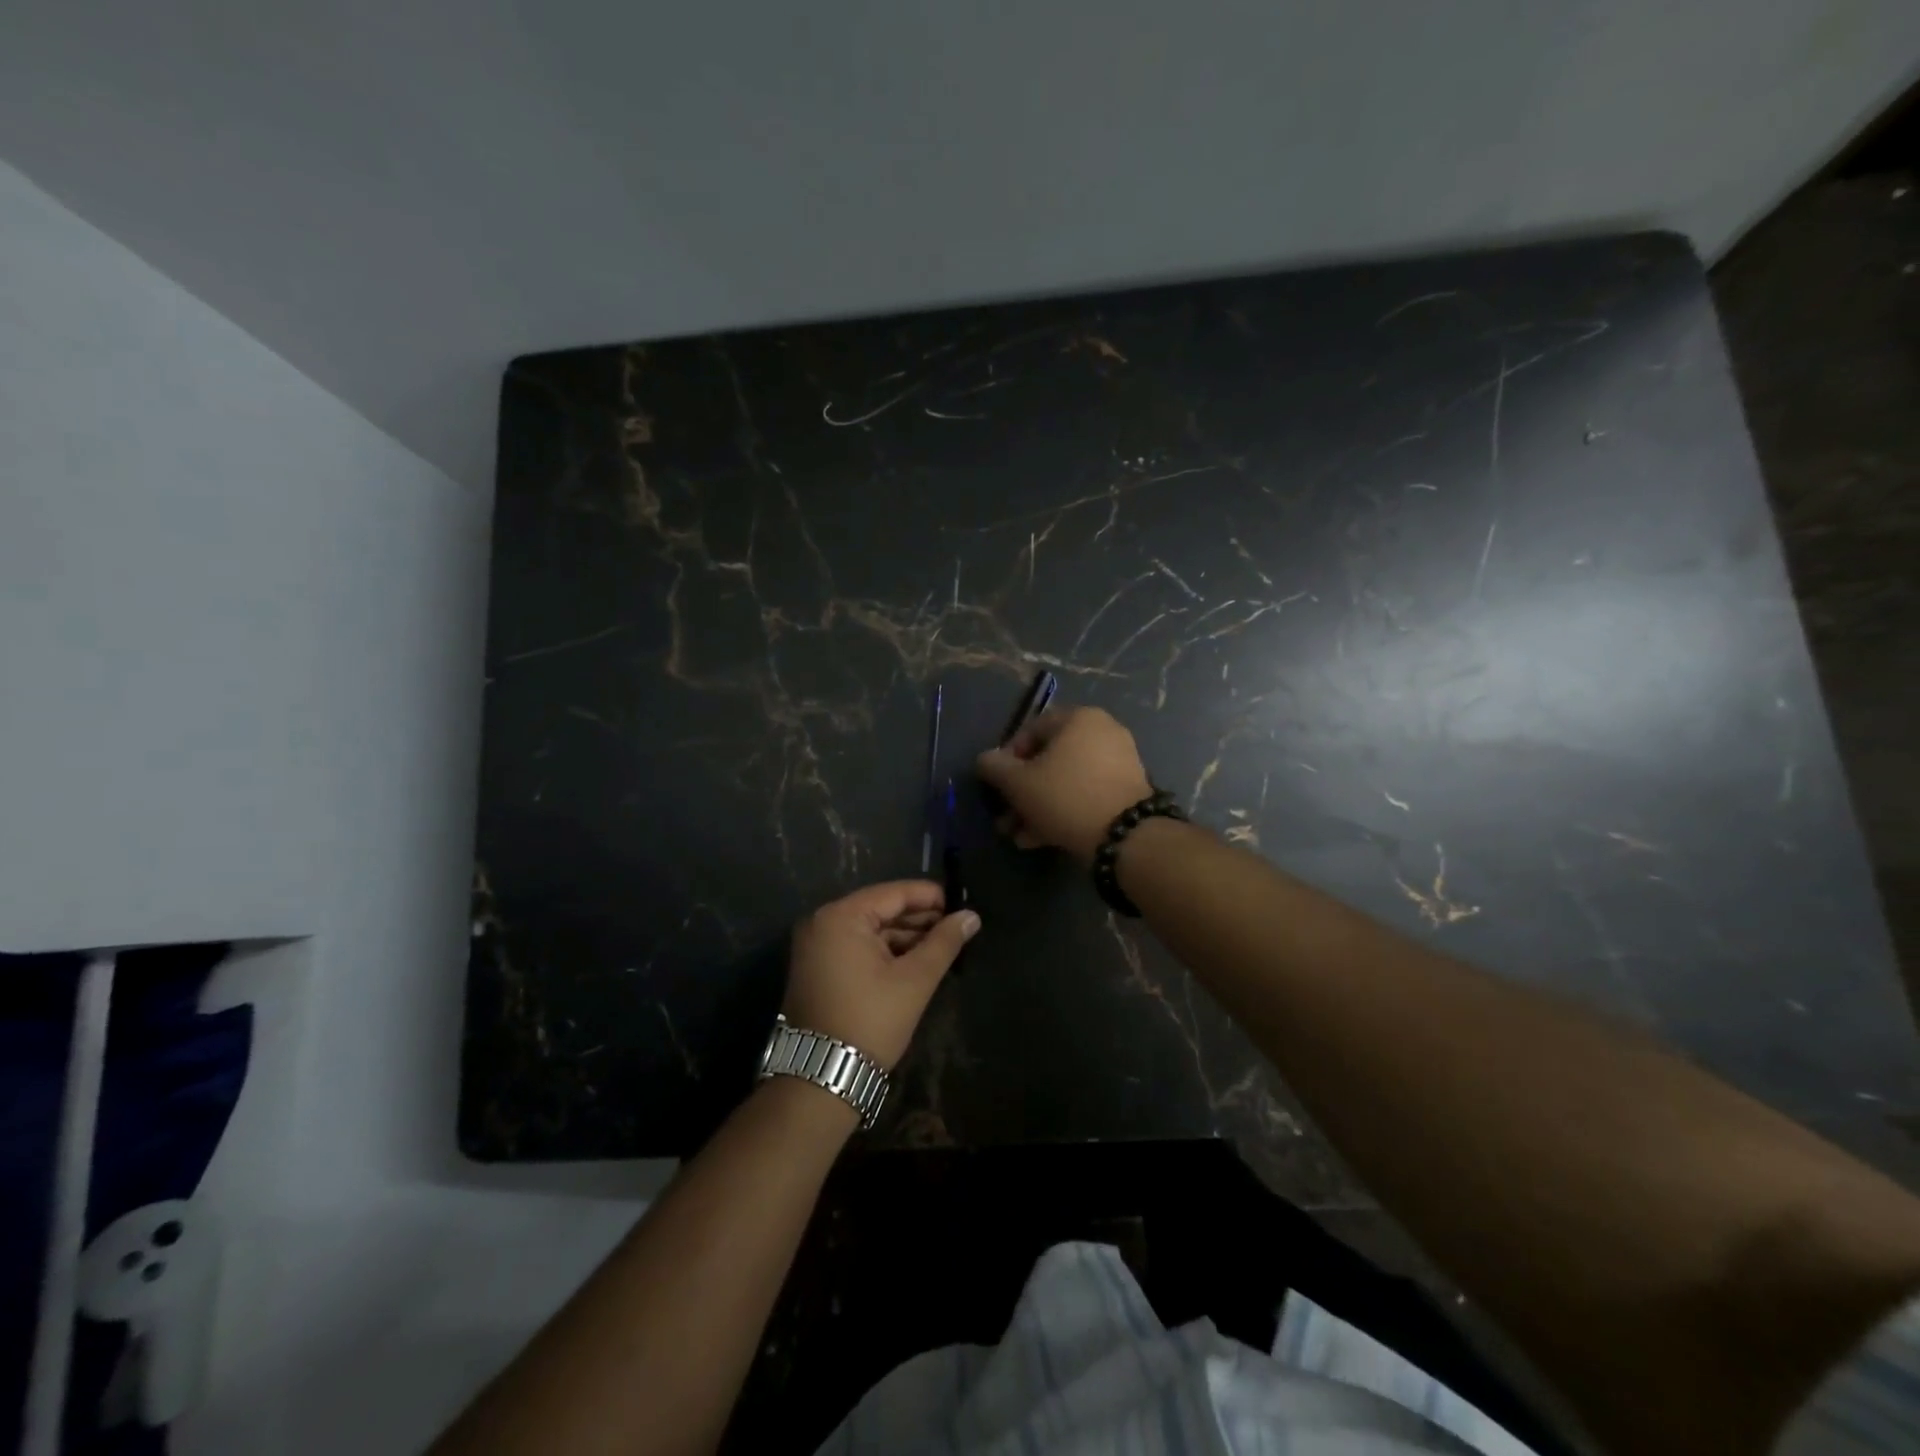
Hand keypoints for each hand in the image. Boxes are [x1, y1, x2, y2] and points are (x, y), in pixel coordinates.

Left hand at [783, 881, 979, 1068]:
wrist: (822, 1078)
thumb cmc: (870, 1020)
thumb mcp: (914, 979)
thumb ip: (944, 942)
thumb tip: (972, 916)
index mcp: (840, 917)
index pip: (893, 893)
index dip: (930, 896)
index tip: (961, 904)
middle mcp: (822, 923)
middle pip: (881, 909)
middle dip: (919, 919)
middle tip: (956, 928)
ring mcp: (816, 946)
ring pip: (871, 930)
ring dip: (904, 937)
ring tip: (942, 946)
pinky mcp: (817, 968)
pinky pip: (857, 947)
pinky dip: (885, 952)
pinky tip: (915, 961)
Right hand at [975, 706, 1152, 862]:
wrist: (1127, 837)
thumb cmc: (1066, 797)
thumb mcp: (1019, 783)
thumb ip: (995, 767)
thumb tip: (985, 759)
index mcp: (1079, 719)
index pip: (1031, 729)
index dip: (1007, 757)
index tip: (997, 785)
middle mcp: (1103, 732)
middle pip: (1049, 759)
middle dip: (1022, 791)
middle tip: (1005, 817)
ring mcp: (1119, 762)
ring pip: (1066, 781)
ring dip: (1038, 806)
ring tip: (1019, 836)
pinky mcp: (1127, 791)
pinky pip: (1085, 794)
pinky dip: (1063, 811)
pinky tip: (1041, 839)